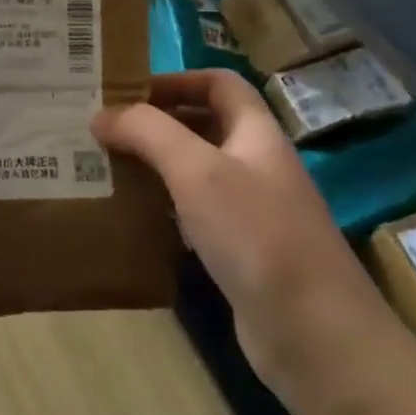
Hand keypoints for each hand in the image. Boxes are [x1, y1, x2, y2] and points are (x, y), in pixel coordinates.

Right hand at [91, 70, 400, 399]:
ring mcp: (250, 212)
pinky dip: (161, 207)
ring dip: (153, 165)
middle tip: (102, 129)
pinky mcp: (239, 253)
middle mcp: (255, 165)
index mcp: (256, 134)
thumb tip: (100, 115)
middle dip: (154, 122)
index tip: (126, 90)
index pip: (218, 84)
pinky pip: (193, 214)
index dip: (176, 79)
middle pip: (203, 125)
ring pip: (194, 172)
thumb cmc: (257, 236)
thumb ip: (147, 133)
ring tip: (104, 167)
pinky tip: (131, 216)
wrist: (315, 335)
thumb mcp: (197, 170)